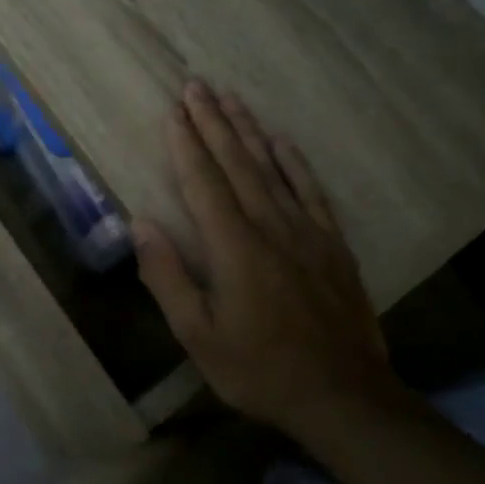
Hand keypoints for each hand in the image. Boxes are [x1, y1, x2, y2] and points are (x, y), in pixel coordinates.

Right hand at [134, 83, 400, 437]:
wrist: (343, 396)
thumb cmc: (258, 369)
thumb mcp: (198, 335)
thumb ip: (168, 277)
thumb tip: (141, 224)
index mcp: (234, 248)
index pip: (204, 183)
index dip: (186, 145)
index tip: (173, 111)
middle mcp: (271, 228)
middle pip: (237, 164)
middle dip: (213, 123)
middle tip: (196, 86)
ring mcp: (307, 233)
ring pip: (273, 169)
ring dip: (249, 131)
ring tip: (231, 98)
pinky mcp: (333, 246)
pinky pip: (312, 192)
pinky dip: (295, 163)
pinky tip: (282, 141)